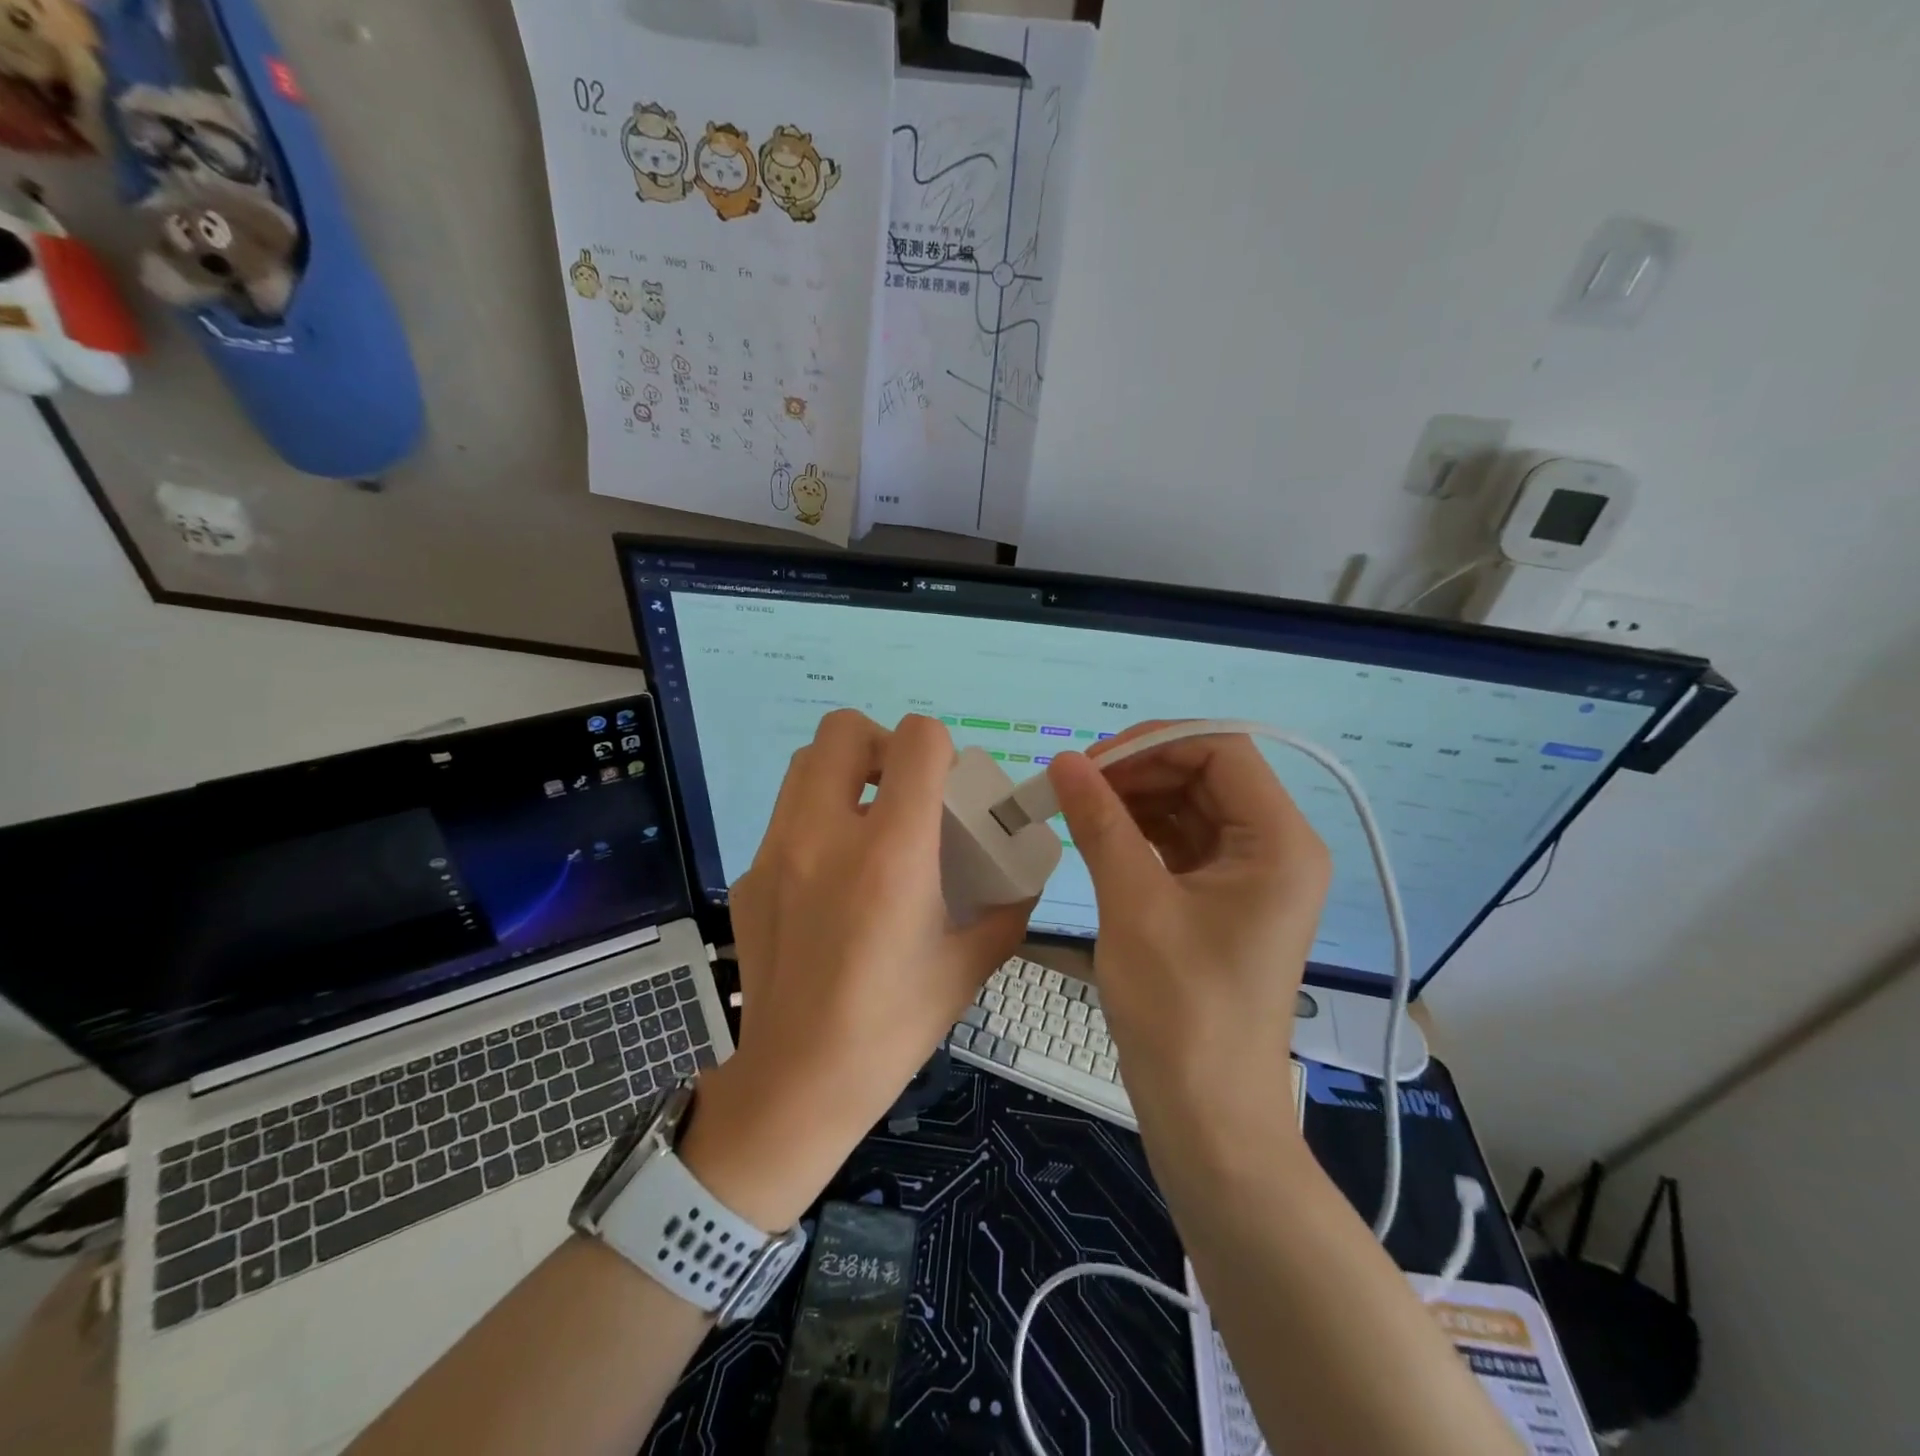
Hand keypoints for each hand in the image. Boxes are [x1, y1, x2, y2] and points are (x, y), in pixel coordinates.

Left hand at [680, 711, 1032, 1229]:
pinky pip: (786, 818)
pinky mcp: (750, 877)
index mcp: (890, 855)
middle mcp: (824, 836)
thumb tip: (1025, 876)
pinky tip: (832, 878)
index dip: (940, 746)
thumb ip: (1007, 909)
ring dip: (843, 773)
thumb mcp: (968, 967)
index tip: (947, 783)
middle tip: (903, 790)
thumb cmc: (891, 1028)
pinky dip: (816, 822)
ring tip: (868, 821)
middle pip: (843, 730)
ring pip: (805, 764)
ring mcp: (776, 853)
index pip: (915, 742)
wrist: (795, 1085)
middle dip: (882, 744)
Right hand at [1046, 723, 1329, 1129]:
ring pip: (1191, 805)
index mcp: (1279, 842)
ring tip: (1079, 809)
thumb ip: (1101, 823)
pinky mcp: (1226, 898)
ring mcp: (1252, 875)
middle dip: (1140, 770)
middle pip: (1206, 774)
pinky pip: (1184, 841)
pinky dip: (1142, 831)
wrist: (1206, 1113)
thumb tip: (1064, 761)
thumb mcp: (1134, 904)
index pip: (1219, 750)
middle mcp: (1277, 848)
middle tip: (1075, 786)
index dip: (1153, 743)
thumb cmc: (1179, 1009)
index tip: (1091, 763)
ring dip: (1136, 798)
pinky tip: (1101, 834)